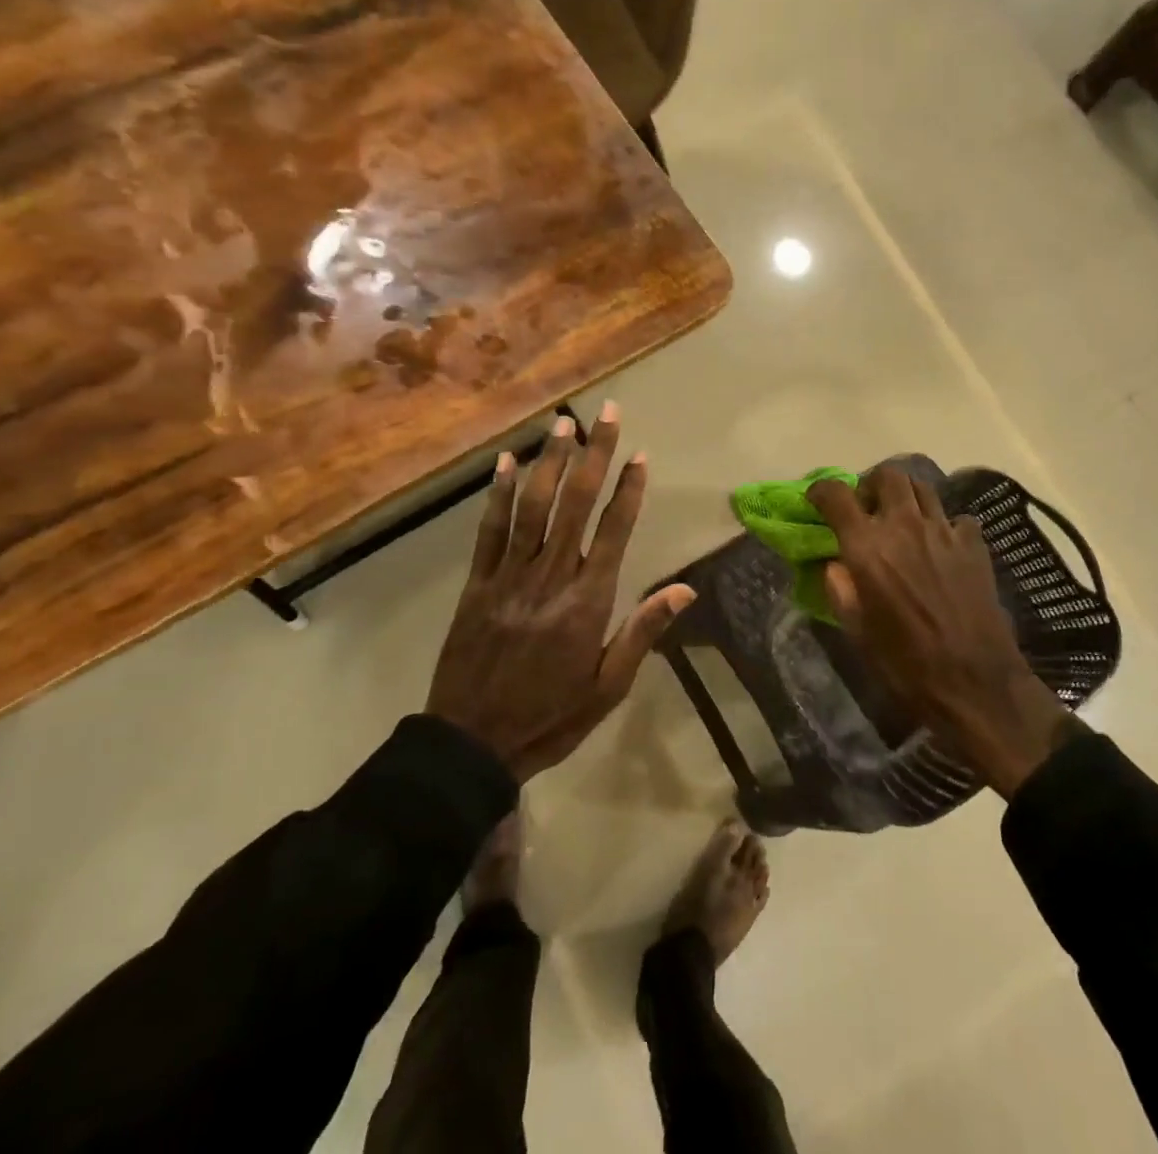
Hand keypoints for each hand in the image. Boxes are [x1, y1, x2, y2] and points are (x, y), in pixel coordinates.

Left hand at [427, 405, 693, 781]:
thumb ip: (643, 631)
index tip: (639, 454)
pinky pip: (490, 530)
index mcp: (588, 601)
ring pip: (533, 507)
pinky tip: (507, 462)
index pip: (614, 530)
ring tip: (565, 425)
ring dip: (550, 462)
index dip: (628, 489)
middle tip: (607, 414)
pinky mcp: (478, 583)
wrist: (472, 743)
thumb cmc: (551, 717)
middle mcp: (551, 576)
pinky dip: (499, 493)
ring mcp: (510, 576)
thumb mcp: (609, 687)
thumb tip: (685, 589)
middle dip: (595, 455)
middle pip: (576, 504)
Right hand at [807, 466, 1081, 796]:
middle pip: (888, 475)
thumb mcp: (856, 631)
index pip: (836, 494)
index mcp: (868, 547)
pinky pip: (956, 518)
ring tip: (902, 522)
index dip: (821, 490)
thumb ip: (840, 588)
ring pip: (923, 488)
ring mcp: (944, 532)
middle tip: (867, 509)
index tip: (816, 501)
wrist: (974, 683)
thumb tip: (834, 563)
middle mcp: (904, 526)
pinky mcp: (974, 545)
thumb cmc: (905, 664)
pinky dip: (943, 525)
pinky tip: (941, 547)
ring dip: (906, 497)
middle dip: (871, 485)